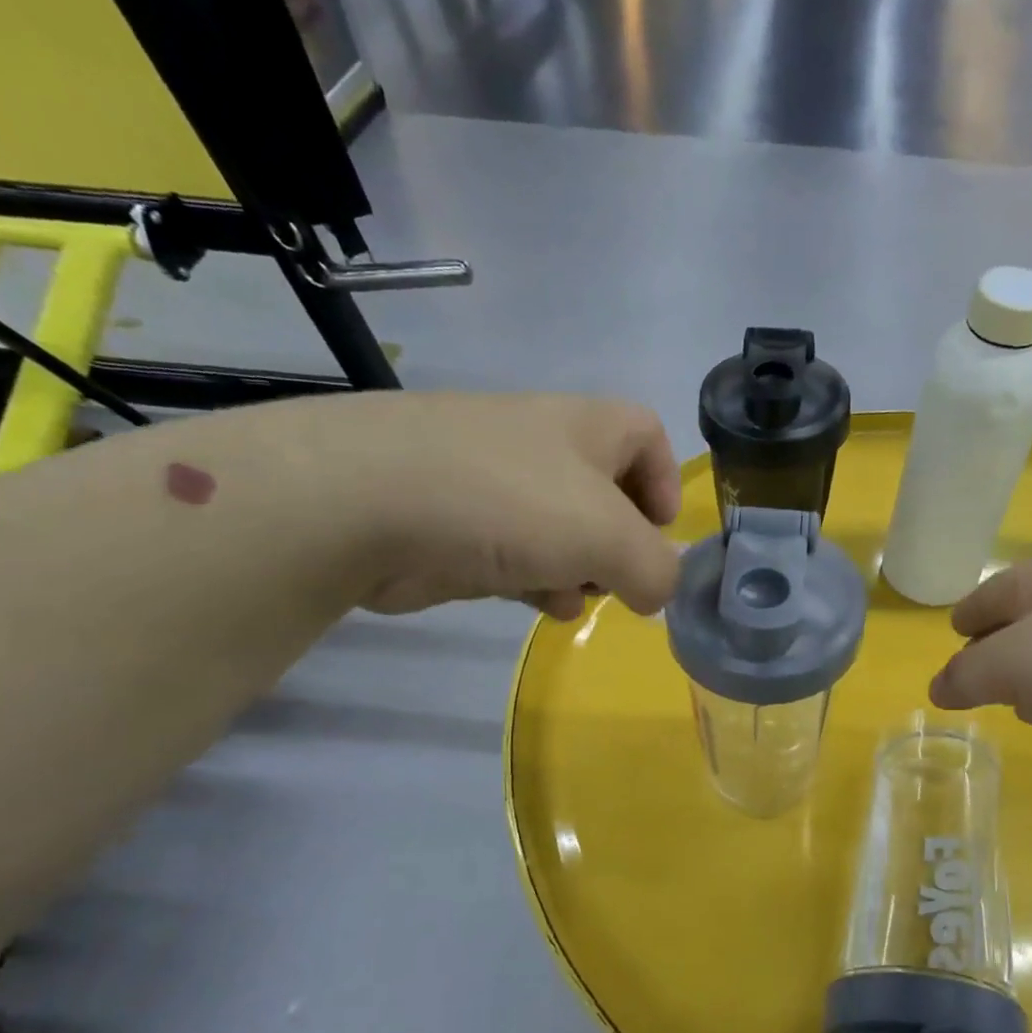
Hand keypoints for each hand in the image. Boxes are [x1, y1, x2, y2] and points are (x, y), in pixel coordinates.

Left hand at [306, 391, 682, 618]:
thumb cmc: (510, 502)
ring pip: (560, 530)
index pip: (646, 434)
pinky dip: (535, 579)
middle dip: (621, 542)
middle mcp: (542, 447)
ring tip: (579, 599)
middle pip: (605, 492)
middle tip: (621, 578)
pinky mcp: (457, 525)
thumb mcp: (610, 537)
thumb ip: (655, 569)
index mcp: (586, 427)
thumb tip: (656, 592)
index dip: (666, 481)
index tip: (661, 532)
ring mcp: (494, 484)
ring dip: (580, 570)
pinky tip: (536, 605)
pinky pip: (516, 554)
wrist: (365, 503)